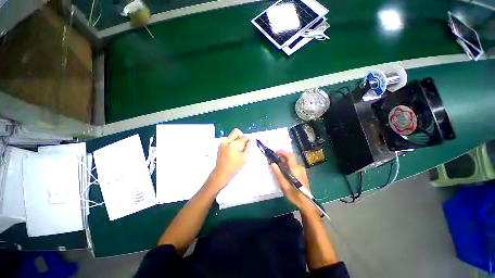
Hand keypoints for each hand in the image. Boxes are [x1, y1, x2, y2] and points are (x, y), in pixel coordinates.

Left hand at [211, 128, 249, 187]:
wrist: (222, 172)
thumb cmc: (234, 167)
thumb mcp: (244, 157)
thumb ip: (247, 147)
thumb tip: (249, 141)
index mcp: (234, 145)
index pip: (243, 137)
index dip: (248, 139)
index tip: (249, 142)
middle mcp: (227, 141)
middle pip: (236, 131)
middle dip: (241, 136)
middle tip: (243, 144)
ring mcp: (223, 143)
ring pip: (232, 135)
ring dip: (236, 139)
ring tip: (238, 149)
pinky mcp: (220, 145)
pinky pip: (228, 140)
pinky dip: (232, 142)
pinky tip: (233, 151)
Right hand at [270, 150, 315, 213]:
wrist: (306, 202)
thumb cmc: (294, 194)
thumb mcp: (283, 185)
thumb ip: (278, 173)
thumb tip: (272, 163)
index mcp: (295, 169)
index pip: (290, 155)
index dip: (282, 152)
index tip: (275, 153)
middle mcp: (299, 167)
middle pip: (290, 158)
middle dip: (281, 157)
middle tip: (273, 161)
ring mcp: (301, 170)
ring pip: (291, 162)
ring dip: (284, 161)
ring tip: (277, 166)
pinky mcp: (302, 173)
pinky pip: (293, 166)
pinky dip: (287, 165)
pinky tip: (283, 171)